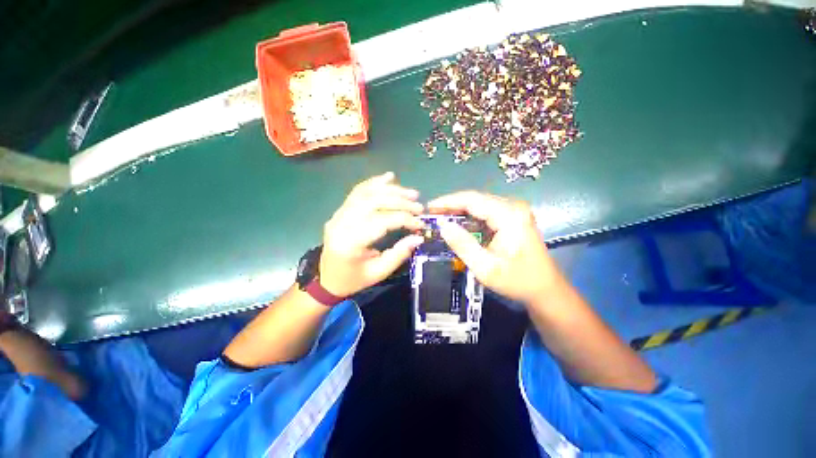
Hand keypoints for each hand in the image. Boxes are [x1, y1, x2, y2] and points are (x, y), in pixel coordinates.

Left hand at [319, 172, 424, 296]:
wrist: (326, 278)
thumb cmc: (353, 279)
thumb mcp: (378, 272)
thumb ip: (399, 254)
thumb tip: (418, 237)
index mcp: (350, 243)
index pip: (381, 222)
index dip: (404, 219)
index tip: (420, 223)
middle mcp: (341, 223)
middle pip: (374, 202)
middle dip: (400, 202)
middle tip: (418, 206)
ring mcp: (338, 214)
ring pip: (366, 193)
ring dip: (391, 190)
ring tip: (410, 192)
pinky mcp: (340, 211)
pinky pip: (357, 191)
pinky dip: (374, 183)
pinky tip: (389, 177)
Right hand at [428, 191, 562, 304]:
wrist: (545, 289)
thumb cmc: (517, 281)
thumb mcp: (486, 268)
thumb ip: (463, 245)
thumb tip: (442, 226)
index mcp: (509, 215)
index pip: (472, 199)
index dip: (448, 201)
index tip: (429, 207)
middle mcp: (512, 207)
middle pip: (475, 199)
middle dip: (451, 206)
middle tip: (431, 214)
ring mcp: (514, 211)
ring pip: (479, 204)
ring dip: (459, 211)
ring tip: (440, 218)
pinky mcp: (512, 218)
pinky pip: (485, 212)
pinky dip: (469, 217)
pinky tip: (457, 224)